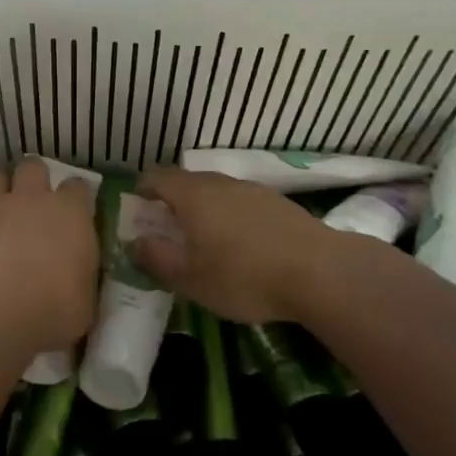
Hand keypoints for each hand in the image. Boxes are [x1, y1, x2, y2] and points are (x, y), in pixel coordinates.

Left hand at [0, 159, 98, 354]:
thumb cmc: (54, 307)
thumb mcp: (84, 303)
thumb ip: (81, 283)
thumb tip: (77, 286)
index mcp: (71, 214)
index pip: (78, 187)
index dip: (75, 197)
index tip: (75, 213)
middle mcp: (32, 200)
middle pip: (32, 167)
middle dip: (33, 178)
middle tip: (33, 201)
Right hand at [131, 166, 333, 324]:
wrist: (320, 273)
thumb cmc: (243, 276)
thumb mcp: (189, 278)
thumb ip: (156, 258)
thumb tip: (135, 242)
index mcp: (192, 195)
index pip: (156, 177)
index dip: (142, 193)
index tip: (139, 216)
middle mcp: (220, 183)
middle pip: (187, 184)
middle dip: (173, 205)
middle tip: (169, 236)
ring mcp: (253, 190)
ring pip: (217, 193)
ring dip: (205, 212)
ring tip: (207, 245)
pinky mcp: (279, 204)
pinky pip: (242, 204)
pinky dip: (232, 219)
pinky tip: (243, 250)